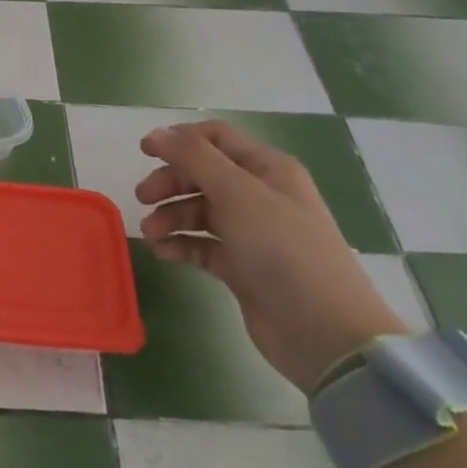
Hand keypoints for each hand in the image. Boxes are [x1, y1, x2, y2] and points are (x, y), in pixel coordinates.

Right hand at [136, 121, 408, 392]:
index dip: (179, 139)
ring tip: (151, 234)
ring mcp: (251, 233)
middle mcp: (260, 195)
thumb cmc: (282, 249)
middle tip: (141, 197)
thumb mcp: (237, 192)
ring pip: (199, 211)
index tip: (144, 151)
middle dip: (170, 182)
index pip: (216, 138)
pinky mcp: (242, 268)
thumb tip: (156, 133)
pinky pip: (202, 245)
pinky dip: (181, 244)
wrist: (325, 334)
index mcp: (267, 169)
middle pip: (202, 174)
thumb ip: (193, 157)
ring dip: (171, 216)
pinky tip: (163, 253)